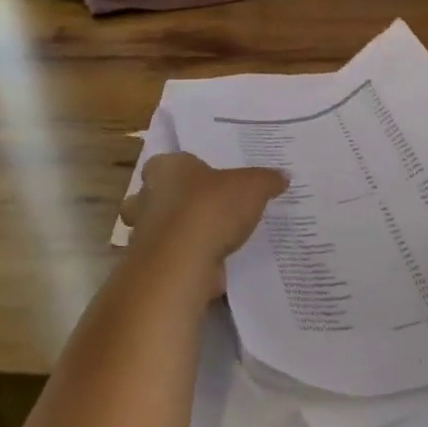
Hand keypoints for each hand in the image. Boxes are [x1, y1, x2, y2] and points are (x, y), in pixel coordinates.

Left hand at [119, 153, 288, 270]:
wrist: (183, 261)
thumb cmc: (212, 208)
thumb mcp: (253, 187)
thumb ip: (267, 180)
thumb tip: (283, 177)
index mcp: (166, 168)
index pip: (170, 162)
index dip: (189, 170)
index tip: (208, 180)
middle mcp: (147, 196)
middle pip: (160, 194)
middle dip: (179, 201)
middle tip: (208, 208)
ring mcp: (144, 232)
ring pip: (160, 227)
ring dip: (180, 233)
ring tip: (212, 239)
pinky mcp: (151, 263)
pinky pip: (170, 257)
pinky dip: (186, 259)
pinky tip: (209, 264)